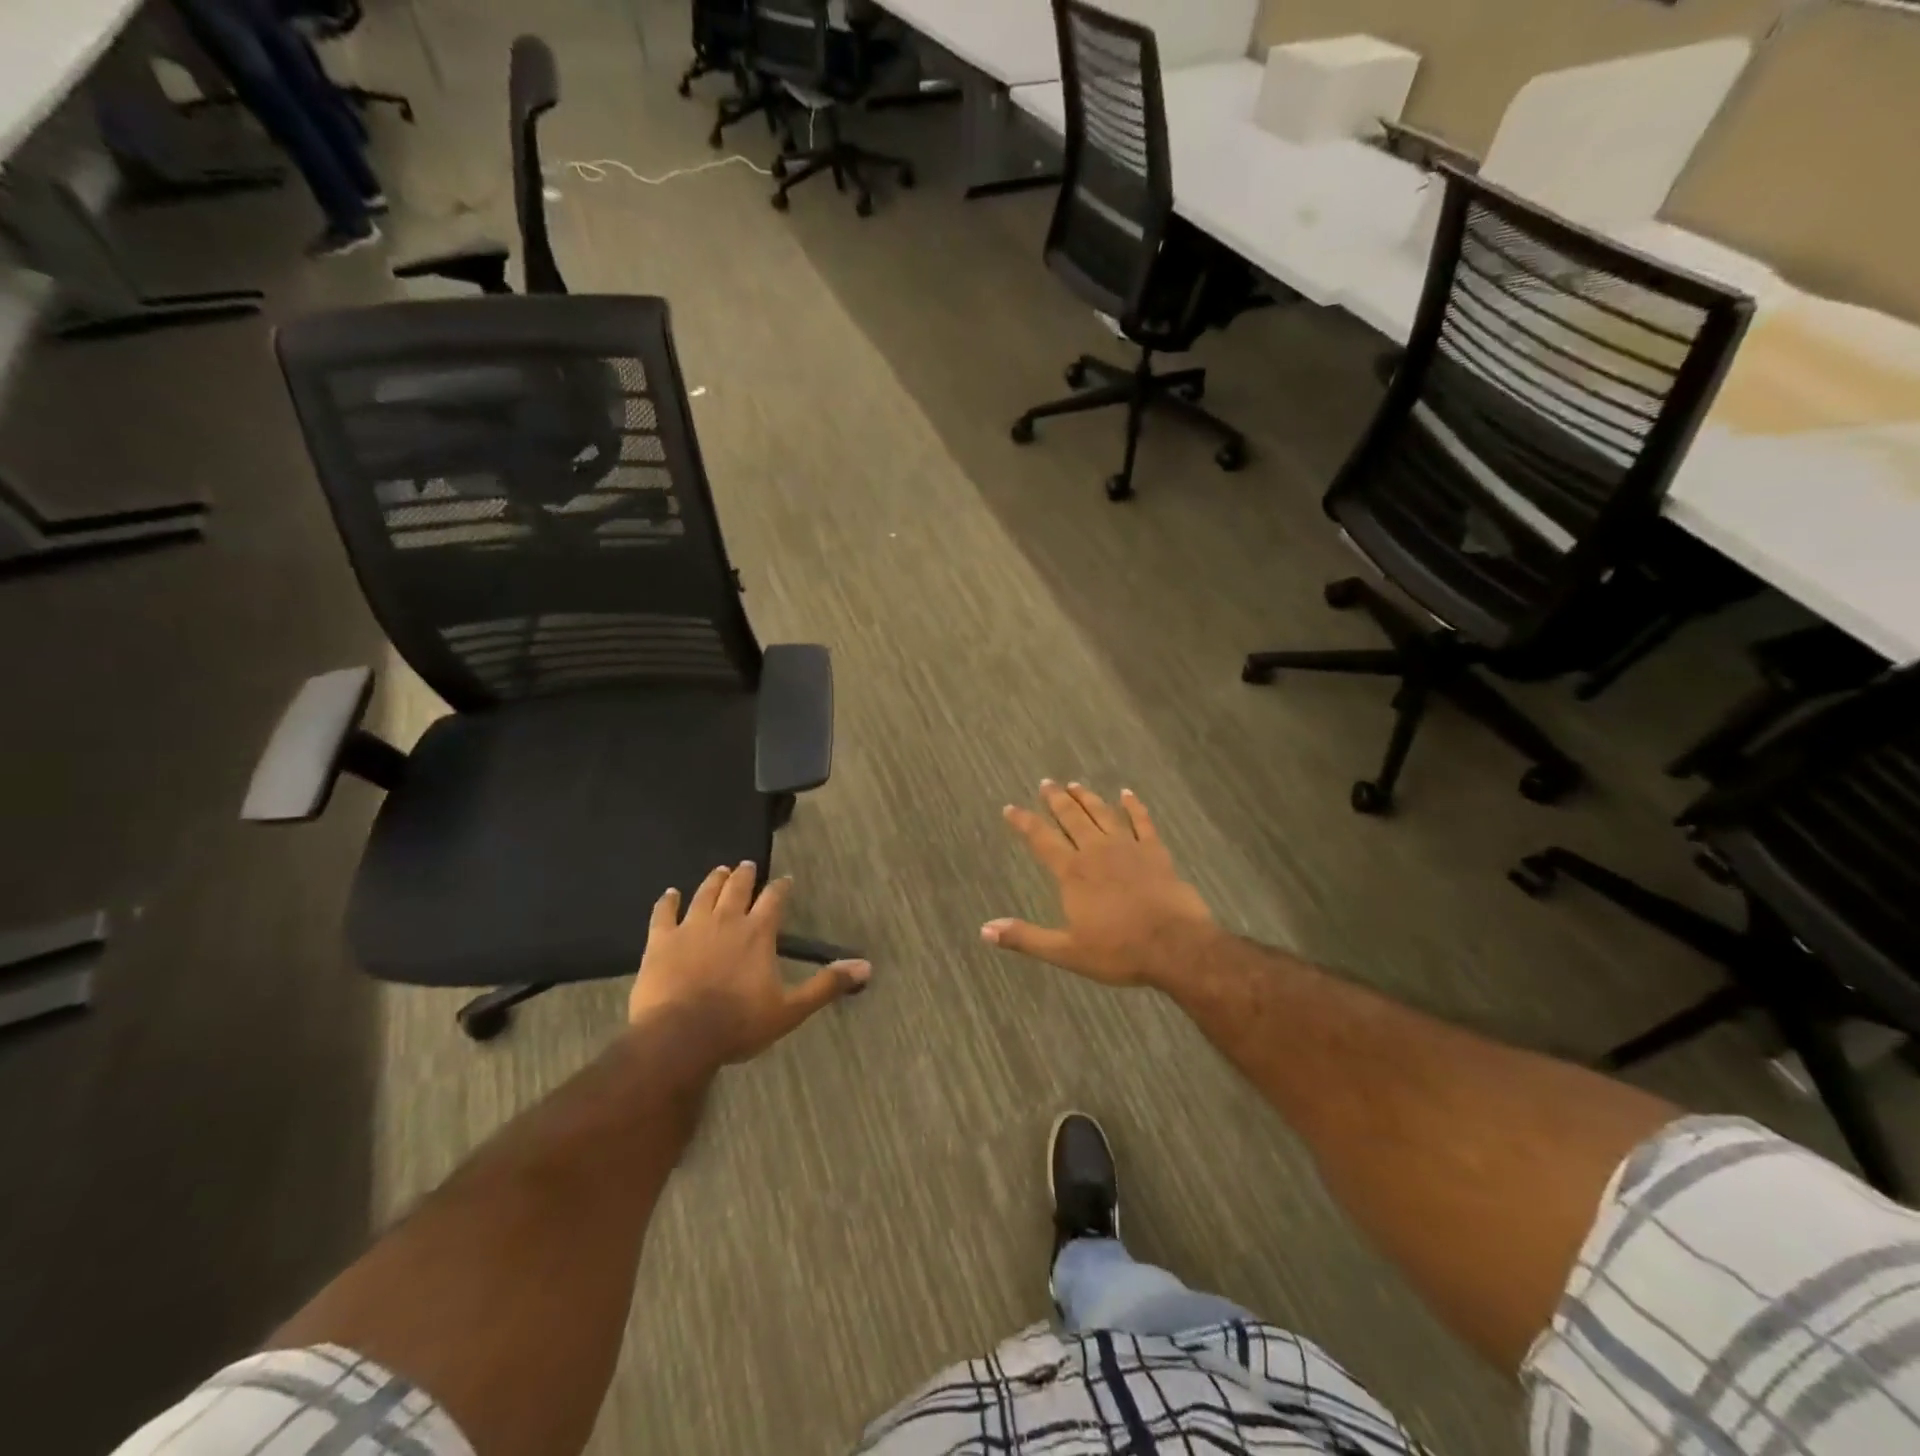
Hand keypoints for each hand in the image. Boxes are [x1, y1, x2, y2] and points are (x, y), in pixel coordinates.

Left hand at [629, 862, 869, 1066]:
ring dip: (713, 881)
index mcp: (758, 933)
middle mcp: (726, 920)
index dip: (781, 888)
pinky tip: (669, 894)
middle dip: (744, 875)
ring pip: (704, 894)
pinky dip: (667, 901)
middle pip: (737, 888)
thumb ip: (826, 984)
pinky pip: (663, 913)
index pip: (774, 899)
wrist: (680, 1037)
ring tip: (719, 871)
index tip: (785, 880)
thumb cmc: (739, 1024)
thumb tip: (866, 966)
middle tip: (747, 865)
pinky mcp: (661, 941)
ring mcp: (690, 928)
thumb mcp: (791, 1009)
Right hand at [982, 781, 1215, 987]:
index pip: (1041, 839)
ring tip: (1075, 784)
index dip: (1024, 822)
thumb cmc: (1119, 951)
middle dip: (1056, 800)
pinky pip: (1142, 822)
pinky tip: (1127, 794)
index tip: (1010, 807)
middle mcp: (1097, 851)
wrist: (1175, 946)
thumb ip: (1025, 938)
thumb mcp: (1066, 951)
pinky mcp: (1156, 852)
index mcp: (1073, 873)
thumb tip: (985, 930)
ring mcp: (1129, 848)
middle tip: (1046, 783)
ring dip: (1087, 798)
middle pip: (1072, 818)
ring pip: (1102, 814)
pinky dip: (1134, 806)